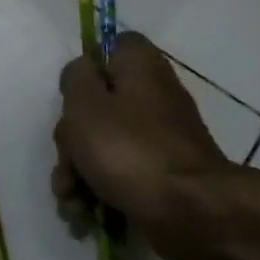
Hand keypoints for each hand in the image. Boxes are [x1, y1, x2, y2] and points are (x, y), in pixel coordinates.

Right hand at [52, 31, 235, 259]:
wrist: (191, 212)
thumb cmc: (129, 149)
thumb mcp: (86, 104)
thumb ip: (76, 78)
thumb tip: (83, 71)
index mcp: (140, 67)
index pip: (114, 45)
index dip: (88, 67)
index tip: (71, 96)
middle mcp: (153, 96)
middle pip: (98, 103)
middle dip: (71, 138)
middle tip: (68, 161)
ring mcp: (158, 138)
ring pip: (103, 144)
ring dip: (78, 171)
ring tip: (71, 201)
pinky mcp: (160, 174)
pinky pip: (120, 174)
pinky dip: (100, 191)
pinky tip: (85, 214)